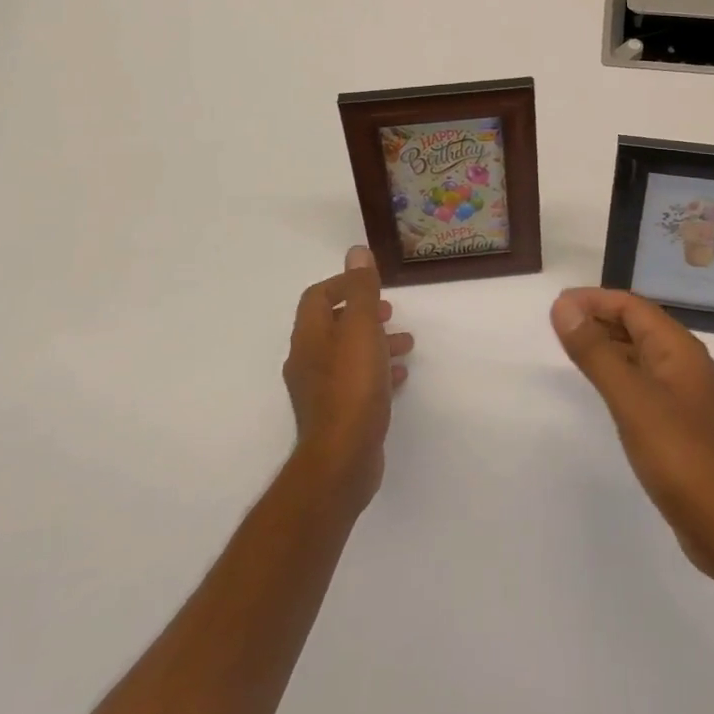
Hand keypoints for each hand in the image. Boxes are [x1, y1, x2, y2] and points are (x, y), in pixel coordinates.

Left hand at [283, 246, 413, 519]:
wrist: (342, 460)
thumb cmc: (353, 387)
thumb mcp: (362, 330)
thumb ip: (362, 291)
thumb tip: (356, 253)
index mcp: (309, 336)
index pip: (318, 296)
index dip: (344, 285)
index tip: (373, 287)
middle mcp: (308, 360)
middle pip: (333, 325)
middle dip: (364, 314)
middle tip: (391, 313)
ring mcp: (319, 391)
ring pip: (347, 354)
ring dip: (375, 342)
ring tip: (406, 344)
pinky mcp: (335, 415)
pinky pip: (355, 382)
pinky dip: (376, 371)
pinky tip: (399, 377)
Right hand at [552, 288, 713, 579]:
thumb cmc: (679, 455)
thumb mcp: (631, 398)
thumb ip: (596, 351)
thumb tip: (563, 306)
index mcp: (679, 348)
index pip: (633, 306)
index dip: (595, 300)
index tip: (558, 305)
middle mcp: (686, 363)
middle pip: (638, 325)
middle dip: (599, 318)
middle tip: (558, 324)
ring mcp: (685, 394)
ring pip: (640, 353)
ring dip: (607, 344)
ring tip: (572, 347)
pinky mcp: (680, 423)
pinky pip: (644, 381)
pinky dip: (618, 372)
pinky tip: (601, 387)